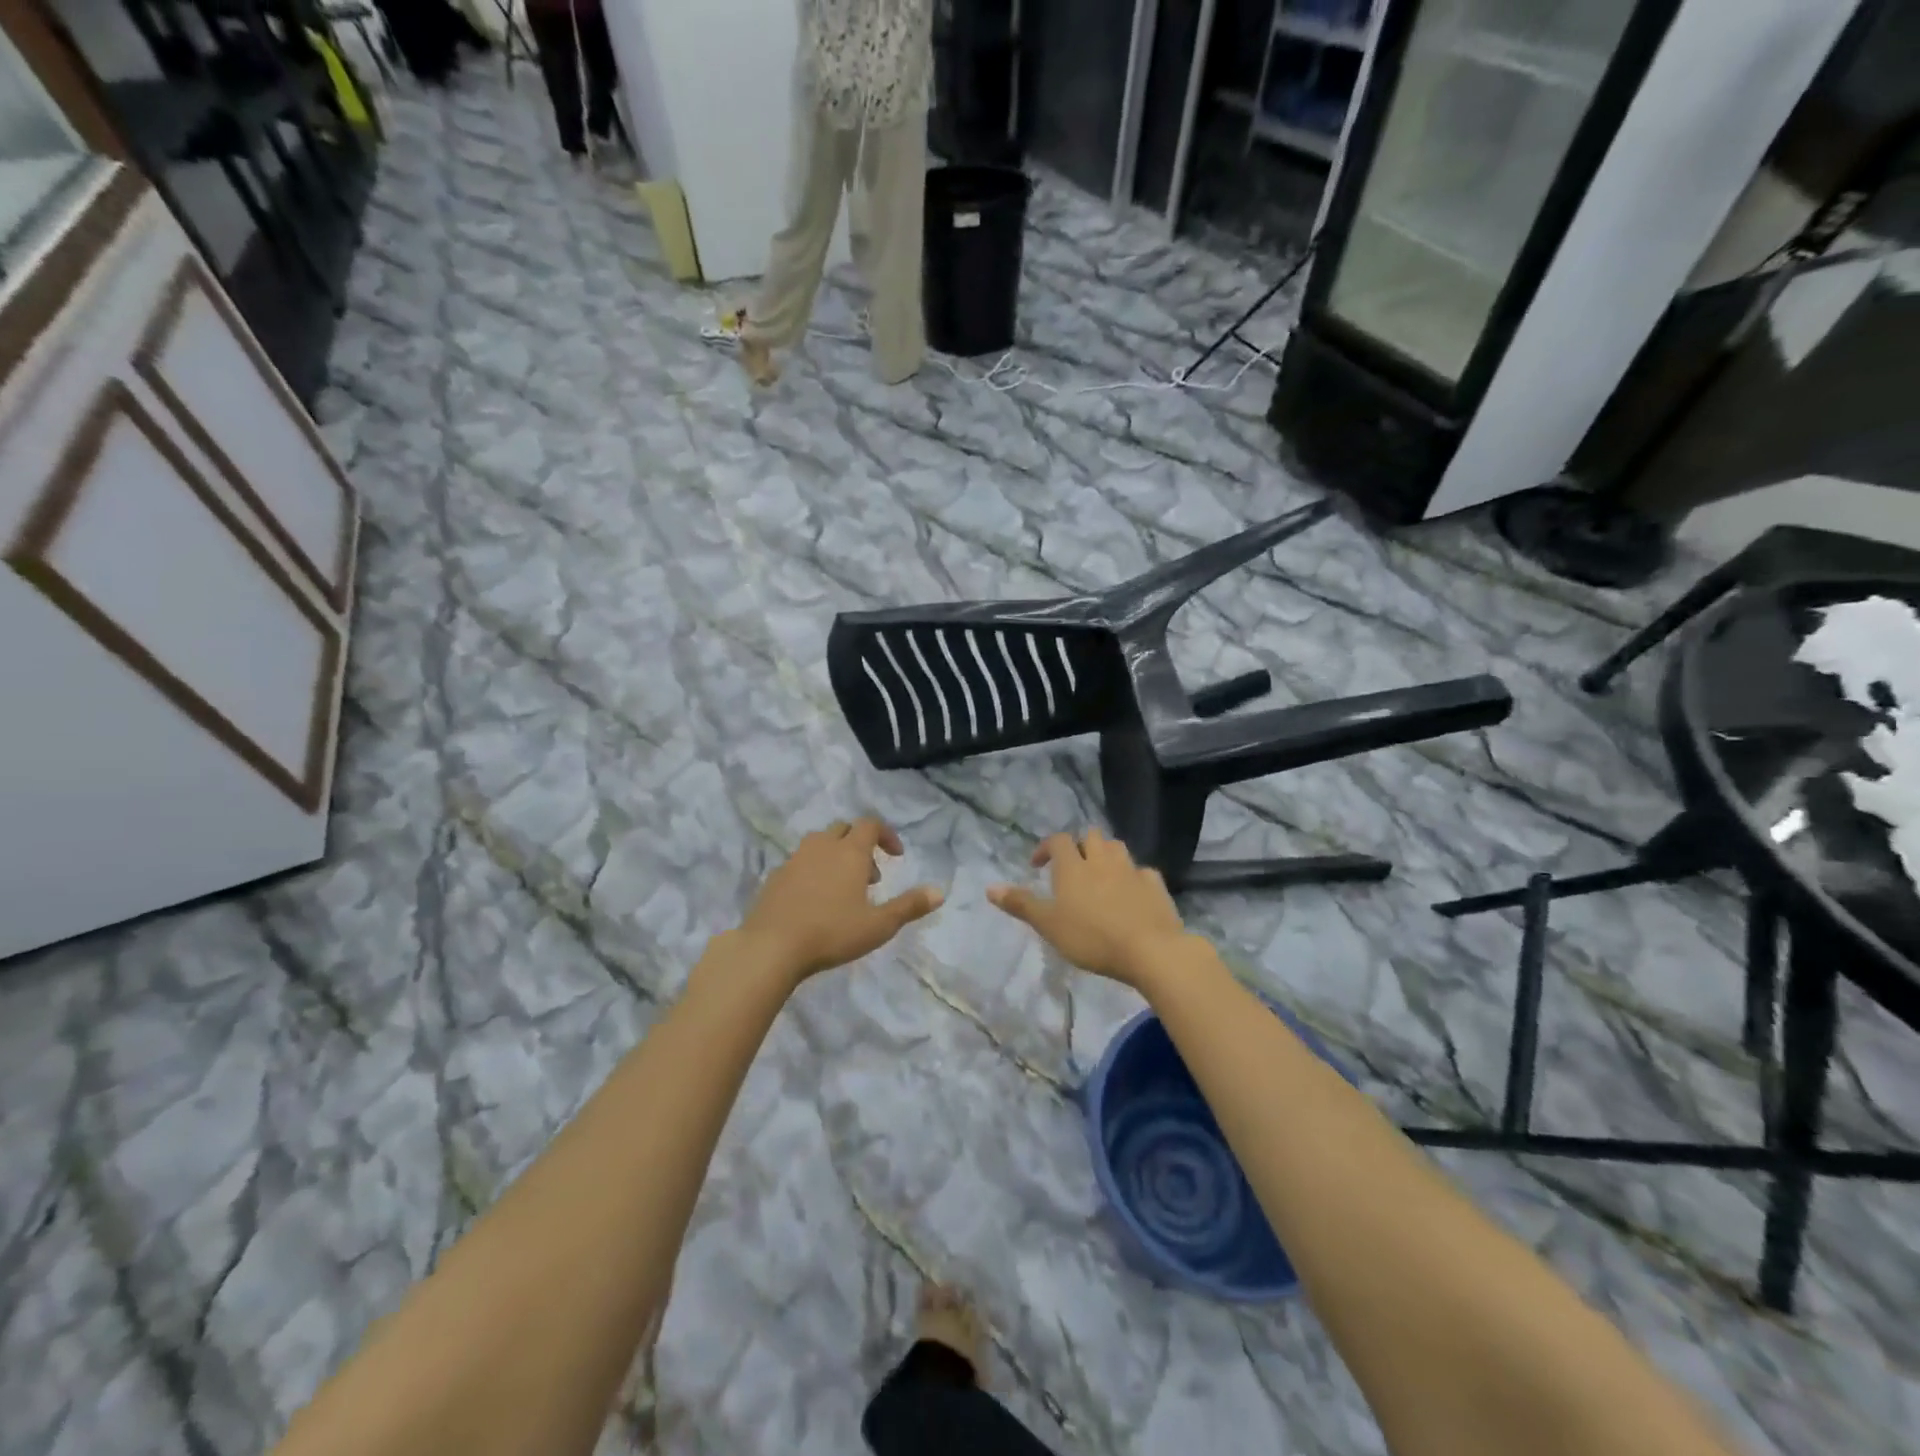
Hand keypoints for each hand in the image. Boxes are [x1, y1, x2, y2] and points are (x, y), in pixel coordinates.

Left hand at [738, 818, 943, 983]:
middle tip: (871, 877)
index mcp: (850, 852)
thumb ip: (909, 906)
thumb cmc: (832, 933)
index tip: (896, 856)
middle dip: (861, 845)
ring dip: (836, 856)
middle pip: (844, 829)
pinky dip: (814, 870)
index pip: (870, 824)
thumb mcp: (879, 925)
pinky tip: (815, 901)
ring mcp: (795, 860)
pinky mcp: (775, 876)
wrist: (771, 946)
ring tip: (843, 889)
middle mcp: (822, 847)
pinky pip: (800, 862)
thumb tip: (940, 892)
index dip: (886, 835)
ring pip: (819, 843)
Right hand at [988, 829, 1195, 988]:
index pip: (1058, 841)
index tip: (1038, 866)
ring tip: (1100, 876)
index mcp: (1073, 867)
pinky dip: (1133, 876)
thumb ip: (1021, 904)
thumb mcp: (1048, 925)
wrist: (1150, 950)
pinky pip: (1142, 871)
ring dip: (1106, 855)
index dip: (1046, 848)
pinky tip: (1131, 892)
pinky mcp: (1155, 885)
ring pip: (1117, 848)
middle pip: (1091, 837)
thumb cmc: (1091, 938)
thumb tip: (989, 887)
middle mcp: (1102, 860)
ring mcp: (1132, 870)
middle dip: (1080, 846)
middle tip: (1072, 869)